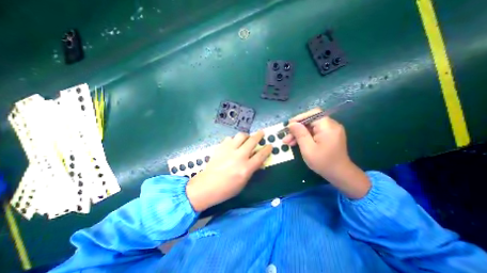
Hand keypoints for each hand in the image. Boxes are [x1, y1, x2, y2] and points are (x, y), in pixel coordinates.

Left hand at [186, 131, 271, 211]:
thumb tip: (258, 160)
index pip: (260, 155)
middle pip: (252, 141)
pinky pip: (230, 138)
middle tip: (261, 132)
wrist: (207, 186)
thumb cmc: (227, 188)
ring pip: (240, 136)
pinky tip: (233, 144)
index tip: (270, 145)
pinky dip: (234, 140)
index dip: (267, 149)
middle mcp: (239, 156)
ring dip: (246, 136)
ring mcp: (229, 150)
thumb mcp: (244, 182)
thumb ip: (252, 169)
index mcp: (246, 168)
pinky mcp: (220, 147)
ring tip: (246, 138)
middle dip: (259, 135)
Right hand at [282, 108, 369, 198]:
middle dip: (297, 128)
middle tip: (286, 137)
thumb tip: (292, 124)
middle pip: (310, 121)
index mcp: (328, 127)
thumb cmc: (324, 163)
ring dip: (299, 133)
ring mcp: (330, 130)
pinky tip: (296, 143)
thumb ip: (300, 134)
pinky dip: (305, 136)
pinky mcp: (328, 135)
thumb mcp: (308, 149)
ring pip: (310, 127)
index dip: (299, 118)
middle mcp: (331, 125)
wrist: (340, 174)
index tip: (289, 126)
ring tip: (288, 142)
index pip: (313, 114)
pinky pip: (314, 132)